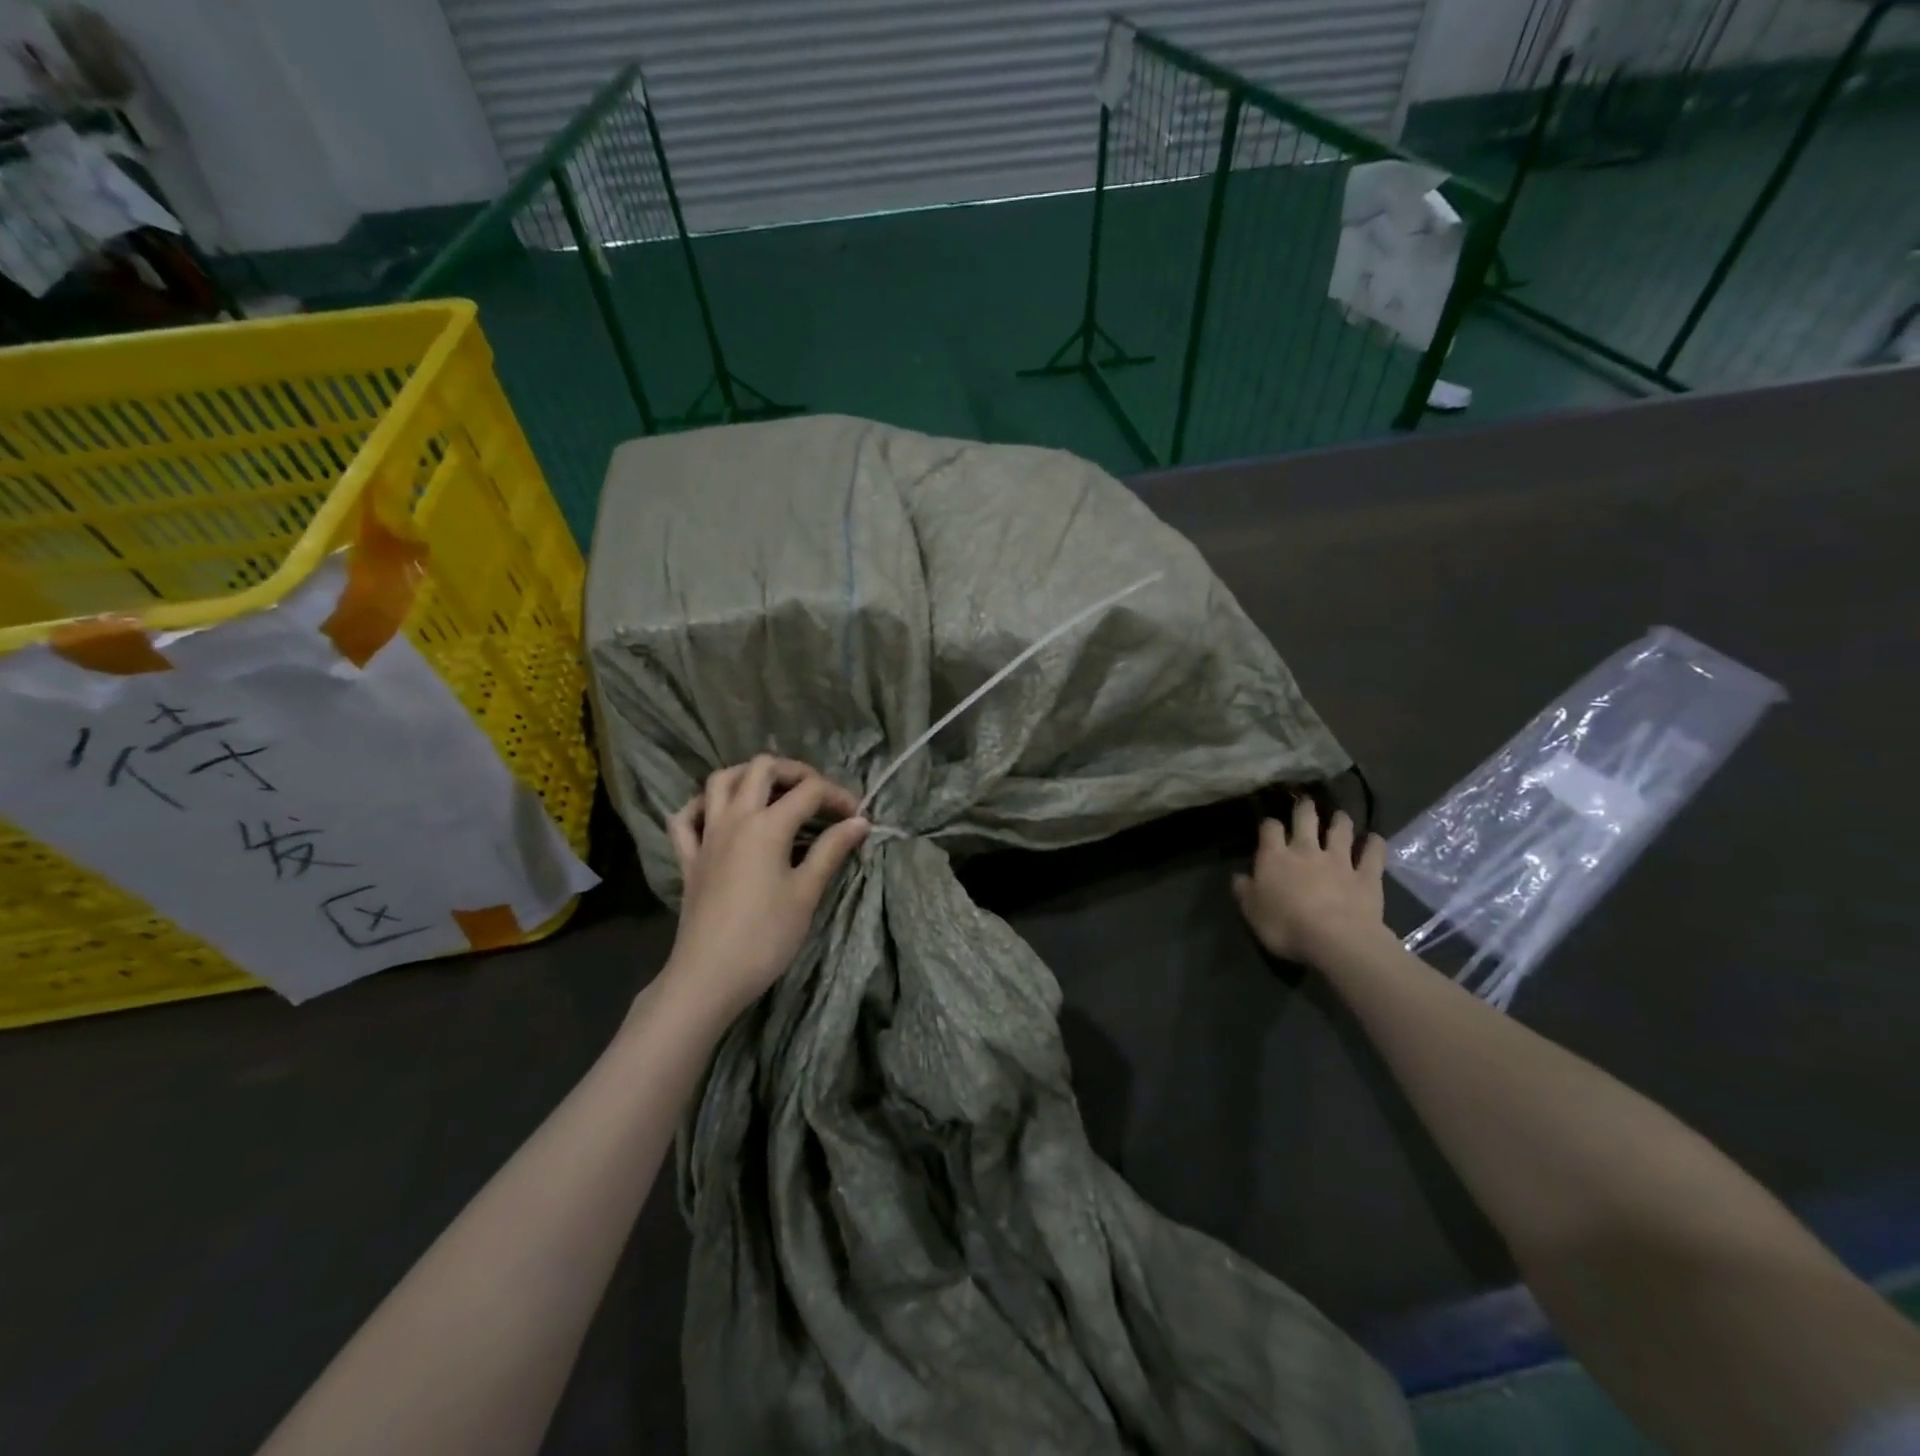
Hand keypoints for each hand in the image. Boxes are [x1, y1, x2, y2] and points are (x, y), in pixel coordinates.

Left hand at [663, 756, 869, 1019]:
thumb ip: (831, 850)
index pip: (809, 791)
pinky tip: (719, 814)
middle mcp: (734, 818)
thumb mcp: (806, 893)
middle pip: (762, 768)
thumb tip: (859, 821)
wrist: (709, 976)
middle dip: (794, 771)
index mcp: (767, 825)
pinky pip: (686, 818)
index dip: (838, 796)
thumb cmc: (766, 936)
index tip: (857, 816)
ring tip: (772, 791)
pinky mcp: (688, 858)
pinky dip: (703, 806)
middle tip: (817, 794)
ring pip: (720, 781)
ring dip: (748, 775)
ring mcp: (706, 836)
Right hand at [1232, 796, 1390, 965]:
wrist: (1335, 940)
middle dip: (1305, 809)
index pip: (1270, 829)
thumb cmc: (1285, 926)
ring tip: (1339, 815)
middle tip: (1306, 803)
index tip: (1269, 826)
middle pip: (1306, 819)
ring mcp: (1339, 861)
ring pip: (1341, 831)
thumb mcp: (1251, 911)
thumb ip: (1244, 891)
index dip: (1269, 824)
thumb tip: (1239, 876)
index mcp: (1275, 857)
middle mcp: (1306, 851)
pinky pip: (1373, 854)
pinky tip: (1374, 838)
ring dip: (1340, 820)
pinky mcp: (1366, 876)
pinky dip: (1374, 844)